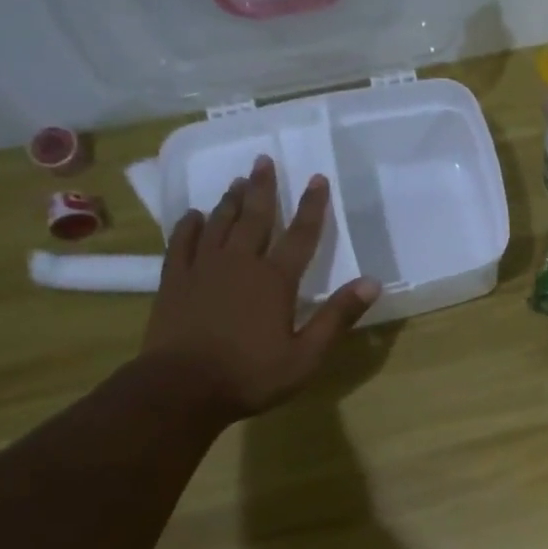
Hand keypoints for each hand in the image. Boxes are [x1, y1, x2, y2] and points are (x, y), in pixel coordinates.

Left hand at [140, 155, 379, 422]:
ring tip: (239, 181)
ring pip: (219, 224)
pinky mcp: (175, 281)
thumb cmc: (251, 375)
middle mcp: (239, 263)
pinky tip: (193, 216)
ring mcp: (203, 269)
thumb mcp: (306, 355)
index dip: (313, 207)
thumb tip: (372, 283)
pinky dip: (189, 226)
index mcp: (275, 280)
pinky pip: (182, 243)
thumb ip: (337, 317)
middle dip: (264, 188)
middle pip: (255, 218)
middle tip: (264, 160)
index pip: (301, 235)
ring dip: (231, 201)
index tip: (318, 178)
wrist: (181, 388)